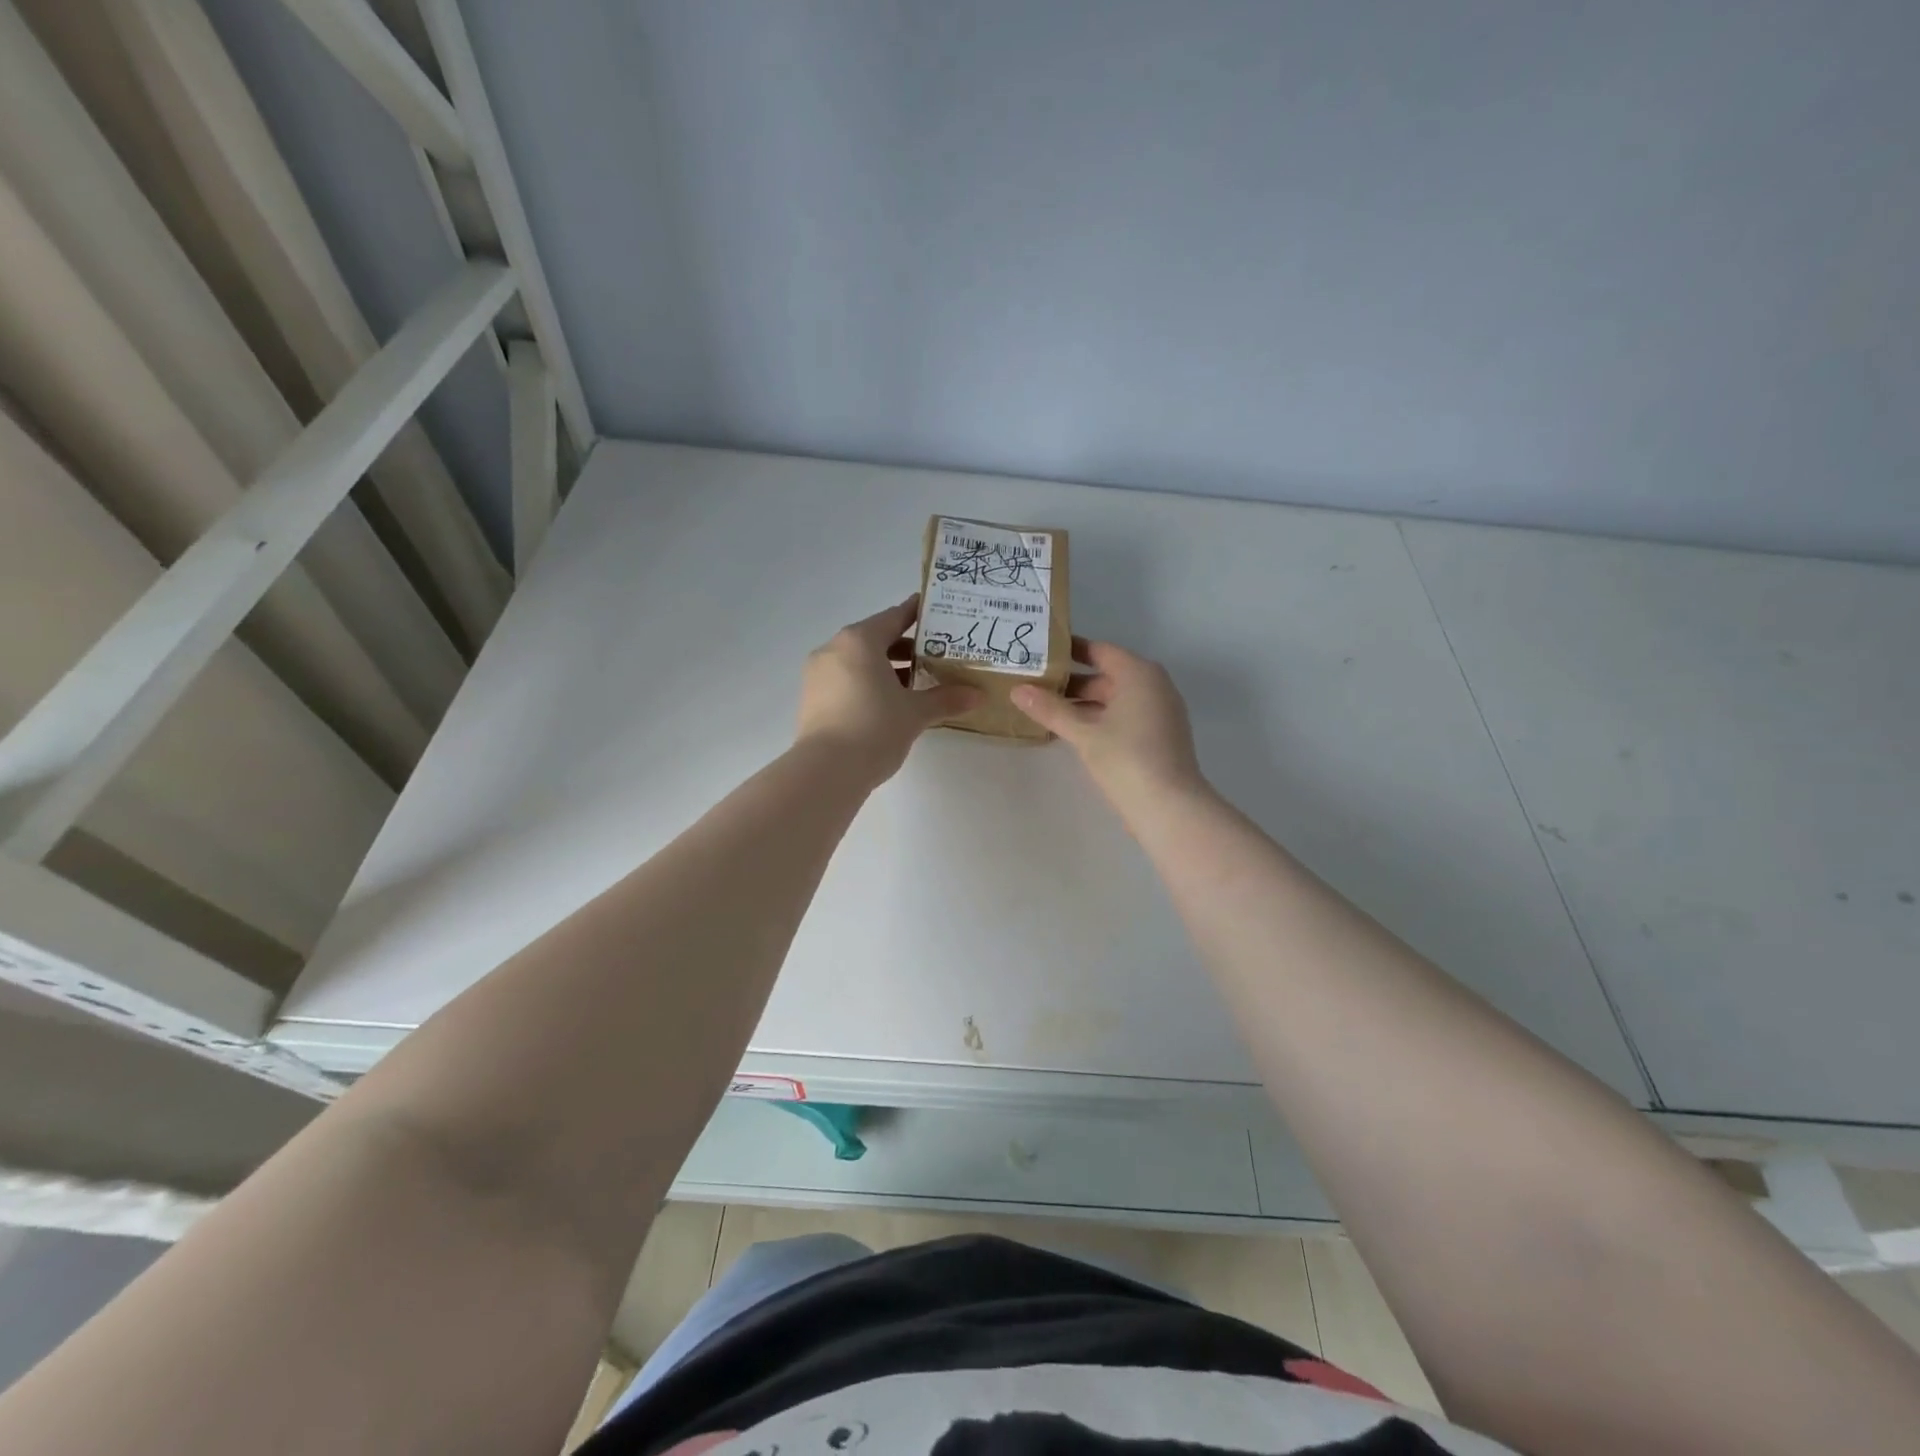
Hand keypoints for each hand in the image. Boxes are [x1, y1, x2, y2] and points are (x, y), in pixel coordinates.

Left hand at [796, 597, 978, 784]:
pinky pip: (846, 679)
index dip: (917, 614)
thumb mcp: (915, 713)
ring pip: (859, 661)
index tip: (936, 612)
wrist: (826, 771)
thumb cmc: (875, 728)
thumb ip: (945, 699)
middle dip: (906, 648)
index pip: (894, 617)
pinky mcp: (812, 697)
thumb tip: (977, 694)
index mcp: (860, 641)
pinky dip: (868, 683)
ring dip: (886, 668)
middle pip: (875, 639)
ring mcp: (818, 673)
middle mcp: (834, 648)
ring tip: (917, 684)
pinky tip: (889, 703)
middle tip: (936, 656)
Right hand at [1010, 640, 1206, 810]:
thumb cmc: (1127, 759)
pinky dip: (1098, 719)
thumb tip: (1017, 690)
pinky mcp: (1158, 736)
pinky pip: (1123, 717)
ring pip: (1113, 699)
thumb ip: (1051, 710)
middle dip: (1070, 683)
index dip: (1068, 651)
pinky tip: (1071, 732)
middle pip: (1105, 676)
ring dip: (1082, 704)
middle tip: (1033, 685)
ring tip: (1044, 709)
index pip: (1098, 651)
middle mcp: (1153, 685)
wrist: (1170, 808)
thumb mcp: (1084, 733)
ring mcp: (1159, 712)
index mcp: (1139, 674)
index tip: (1039, 652)